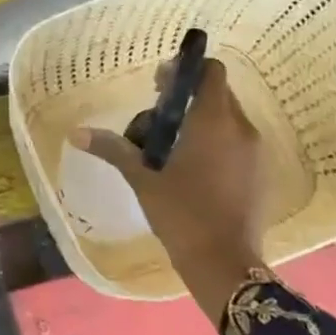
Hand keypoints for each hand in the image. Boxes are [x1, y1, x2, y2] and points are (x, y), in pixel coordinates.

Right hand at [72, 58, 265, 325]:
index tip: (160, 85)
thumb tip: (76, 133)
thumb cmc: (181, 214)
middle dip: (188, 96)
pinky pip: (237, 141)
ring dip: (201, 119)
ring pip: (227, 118)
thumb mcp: (142, 179)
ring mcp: (255, 152)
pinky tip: (192, 166)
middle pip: (217, 93)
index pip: (210, 72)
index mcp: (214, 121)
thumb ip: (113, 149)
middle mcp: (241, 128)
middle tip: (157, 115)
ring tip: (170, 143)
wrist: (224, 264)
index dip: (186, 70)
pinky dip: (216, 140)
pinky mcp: (259, 173)